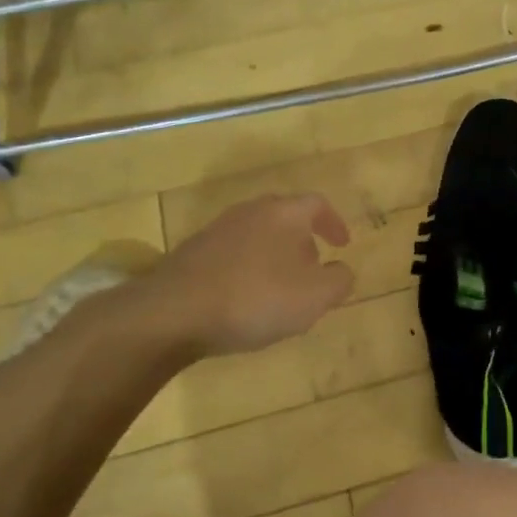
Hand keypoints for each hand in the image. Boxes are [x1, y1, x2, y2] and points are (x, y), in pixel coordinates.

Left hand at [145, 193, 355, 357]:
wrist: (173, 312)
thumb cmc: (255, 298)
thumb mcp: (314, 297)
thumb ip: (339, 281)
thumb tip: (342, 271)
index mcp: (284, 213)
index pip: (317, 204)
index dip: (334, 223)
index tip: (343, 245)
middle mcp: (251, 211)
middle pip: (285, 217)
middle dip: (303, 241)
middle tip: (313, 269)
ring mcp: (218, 230)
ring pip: (258, 235)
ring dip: (274, 257)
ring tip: (280, 290)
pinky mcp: (193, 252)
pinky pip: (233, 254)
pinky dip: (248, 270)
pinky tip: (245, 300)